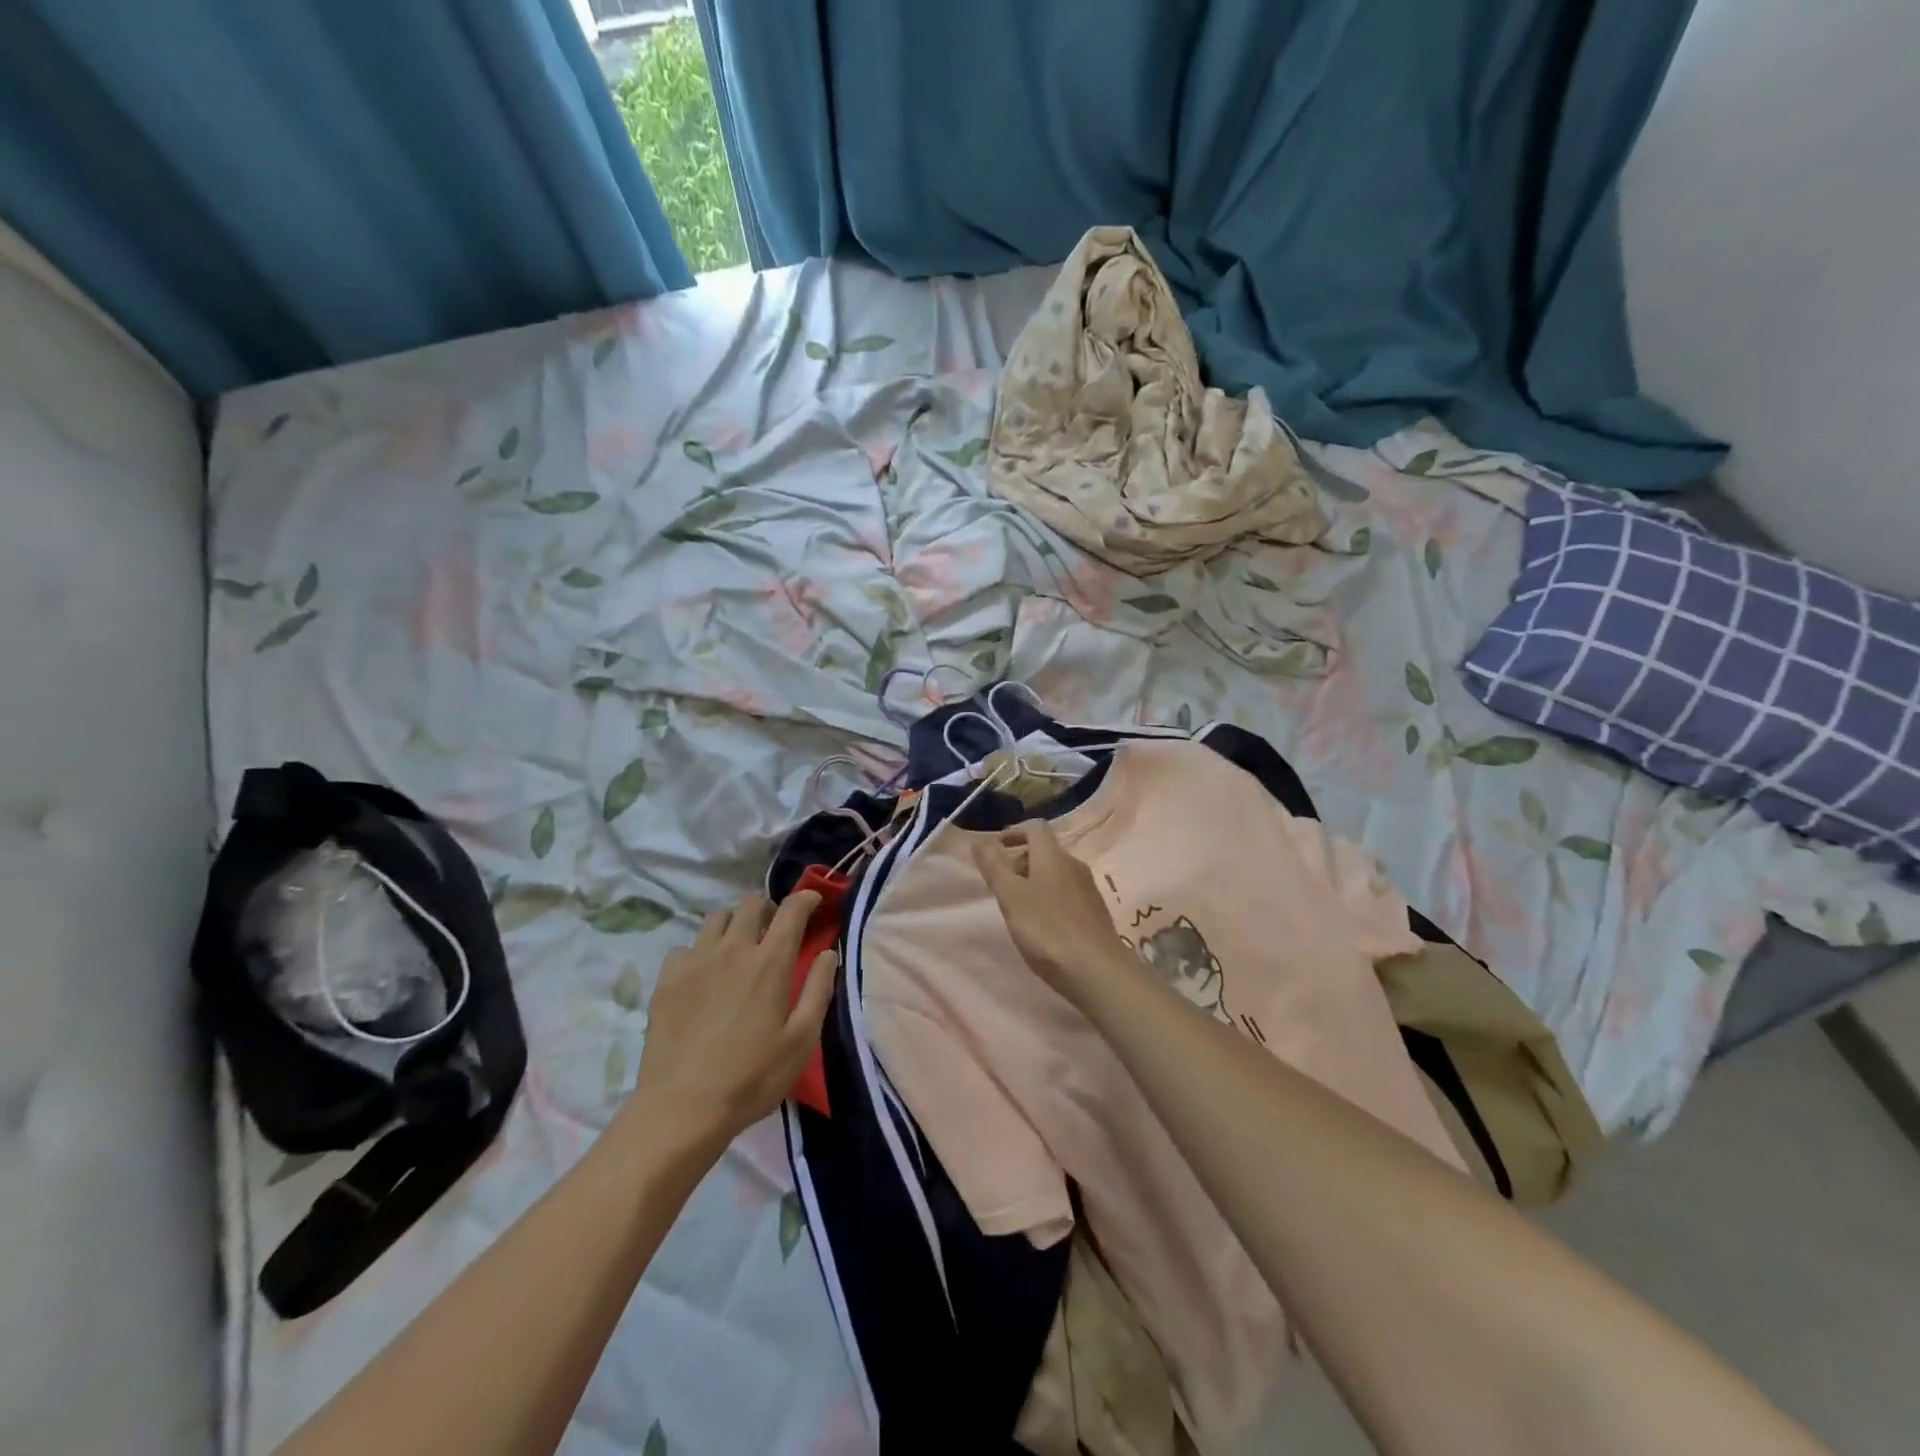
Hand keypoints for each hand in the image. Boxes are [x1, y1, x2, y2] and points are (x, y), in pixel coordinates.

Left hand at [629, 891, 836, 1153]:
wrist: (682, 1108)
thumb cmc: (752, 1077)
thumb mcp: (801, 1040)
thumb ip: (819, 989)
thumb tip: (828, 953)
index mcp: (771, 962)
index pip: (792, 910)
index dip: (806, 898)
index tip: (813, 902)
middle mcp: (733, 949)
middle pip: (751, 902)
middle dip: (768, 908)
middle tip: (774, 931)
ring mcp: (696, 960)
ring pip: (717, 917)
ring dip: (734, 924)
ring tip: (738, 949)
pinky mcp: (667, 978)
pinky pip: (686, 946)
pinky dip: (700, 951)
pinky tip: (703, 976)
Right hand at [972, 820, 1128, 1006]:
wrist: (1097, 971)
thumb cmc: (1047, 929)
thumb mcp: (1011, 896)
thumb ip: (994, 866)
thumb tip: (979, 839)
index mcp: (1053, 856)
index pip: (1035, 827)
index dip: (1013, 832)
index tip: (994, 850)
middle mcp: (1074, 865)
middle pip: (1045, 851)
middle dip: (1020, 861)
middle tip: (1000, 886)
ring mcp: (1088, 889)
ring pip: (1056, 874)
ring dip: (1034, 882)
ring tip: (1017, 909)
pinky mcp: (1094, 913)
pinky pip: (1066, 894)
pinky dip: (1049, 900)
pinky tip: (1042, 926)